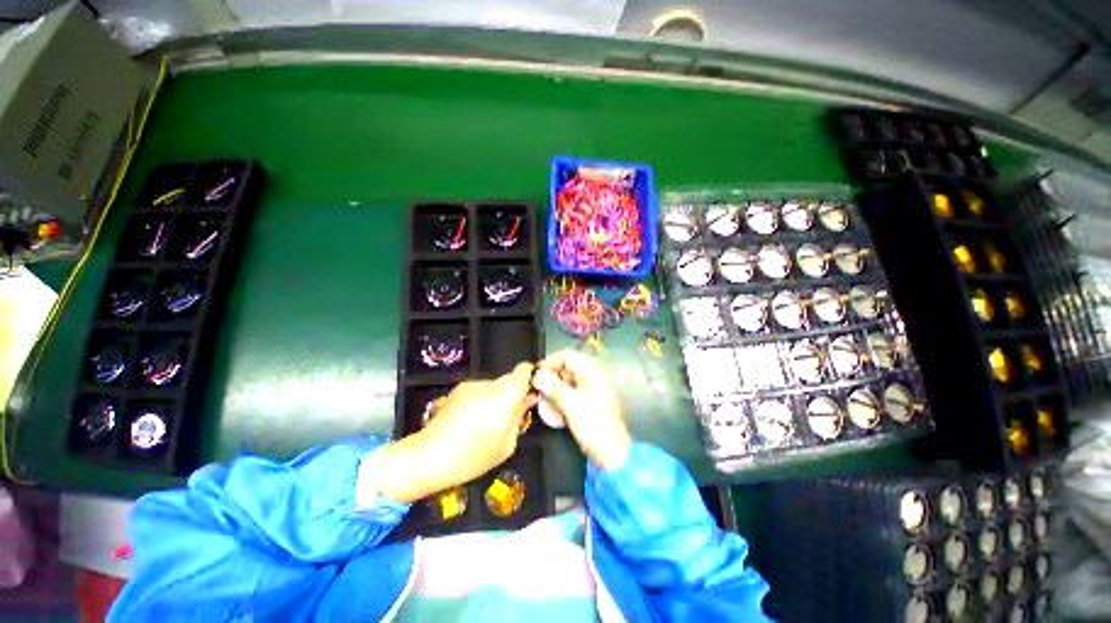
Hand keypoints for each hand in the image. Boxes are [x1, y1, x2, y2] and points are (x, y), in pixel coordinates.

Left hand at [374, 363, 535, 502]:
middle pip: (509, 379)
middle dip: (513, 393)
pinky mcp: (458, 389)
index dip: (530, 377)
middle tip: (510, 414)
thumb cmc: (472, 456)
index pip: (523, 370)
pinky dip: (482, 400)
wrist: (427, 457)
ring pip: (494, 385)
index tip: (531, 391)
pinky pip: (479, 390)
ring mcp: (471, 384)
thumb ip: (519, 417)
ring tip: (486, 421)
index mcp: (505, 395)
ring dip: (496, 397)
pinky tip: (471, 420)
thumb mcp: (506, 444)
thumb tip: (528, 399)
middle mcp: (489, 383)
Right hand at [532, 350, 630, 469]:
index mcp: (592, 371)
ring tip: (544, 396)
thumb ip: (552, 386)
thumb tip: (537, 374)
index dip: (550, 361)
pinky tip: (554, 405)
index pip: (568, 355)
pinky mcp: (592, 399)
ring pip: (570, 378)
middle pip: (569, 366)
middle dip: (552, 374)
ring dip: (556, 385)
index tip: (536, 373)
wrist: (612, 451)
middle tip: (538, 386)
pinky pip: (574, 389)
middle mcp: (594, 374)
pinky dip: (563, 394)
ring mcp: (594, 387)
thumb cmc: (592, 424)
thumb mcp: (570, 404)